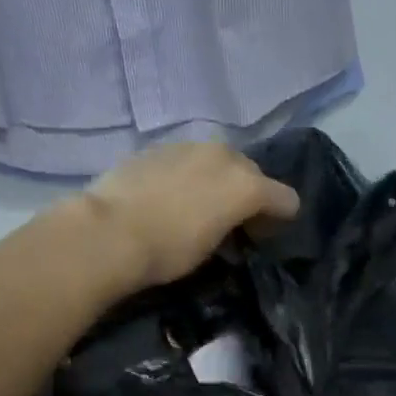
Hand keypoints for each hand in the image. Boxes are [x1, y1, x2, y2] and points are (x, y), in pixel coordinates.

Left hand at [85, 142, 298, 289]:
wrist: (110, 232)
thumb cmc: (170, 250)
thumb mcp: (214, 247)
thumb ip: (236, 227)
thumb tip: (235, 225)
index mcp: (246, 183)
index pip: (286, 199)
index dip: (279, 220)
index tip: (260, 239)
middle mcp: (224, 155)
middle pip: (252, 172)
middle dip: (248, 195)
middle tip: (232, 224)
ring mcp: (189, 146)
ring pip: (218, 162)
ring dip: (217, 182)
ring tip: (198, 210)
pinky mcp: (158, 147)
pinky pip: (187, 161)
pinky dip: (189, 176)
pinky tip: (170, 198)